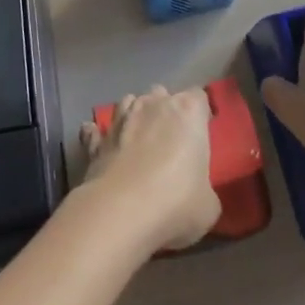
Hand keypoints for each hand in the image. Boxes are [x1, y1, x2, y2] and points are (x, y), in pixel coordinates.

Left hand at [79, 86, 220, 252]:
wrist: (123, 210)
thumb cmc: (177, 201)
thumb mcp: (208, 205)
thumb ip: (203, 188)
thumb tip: (196, 194)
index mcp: (188, 111)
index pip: (198, 98)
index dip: (199, 115)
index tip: (200, 135)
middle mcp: (154, 104)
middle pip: (162, 95)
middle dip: (165, 110)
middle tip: (170, 140)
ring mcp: (122, 118)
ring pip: (128, 103)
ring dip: (134, 116)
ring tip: (138, 139)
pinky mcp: (97, 140)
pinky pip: (97, 131)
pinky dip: (99, 135)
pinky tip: (100, 144)